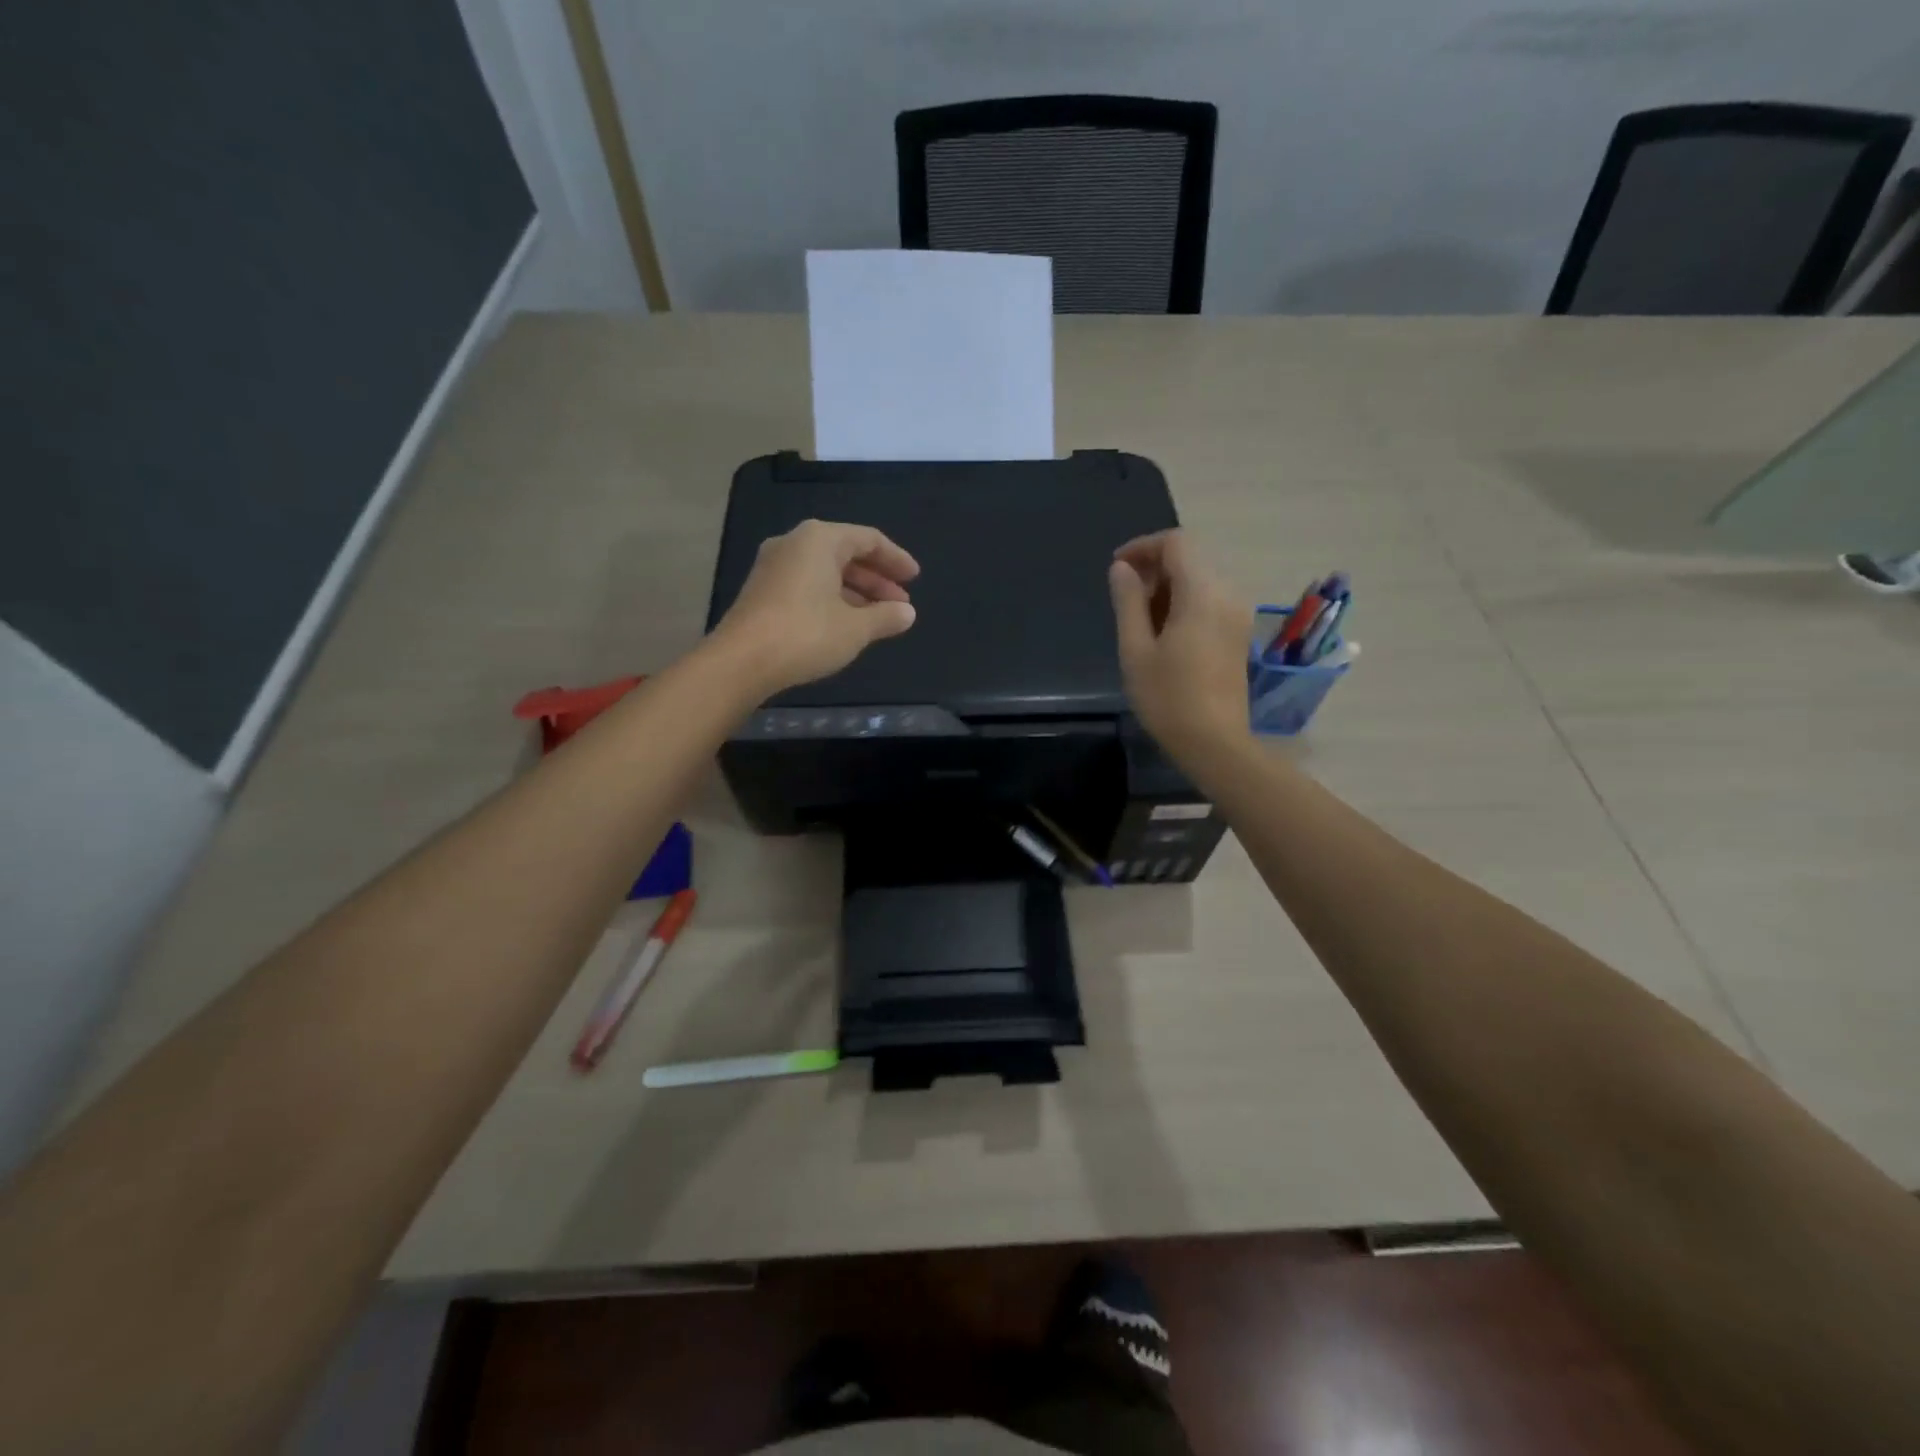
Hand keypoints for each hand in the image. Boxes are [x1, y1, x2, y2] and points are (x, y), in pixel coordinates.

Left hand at [713, 519, 919, 694]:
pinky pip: (808, 584)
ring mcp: (774, 566)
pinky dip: (832, 598)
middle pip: (846, 553)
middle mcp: (795, 543)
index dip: (896, 559)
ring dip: (856, 592)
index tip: (915, 579)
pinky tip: (846, 623)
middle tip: (900, 604)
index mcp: (820, 539)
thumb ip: (886, 617)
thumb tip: (908, 614)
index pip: (869, 539)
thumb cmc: (806, 634)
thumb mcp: (855, 628)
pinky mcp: (763, 590)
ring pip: (826, 571)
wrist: (741, 661)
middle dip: (877, 579)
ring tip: (879, 618)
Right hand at [1108, 530, 1249, 758]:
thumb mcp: (1135, 650)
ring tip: (1139, 619)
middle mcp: (1227, 594)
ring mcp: (1238, 613)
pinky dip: (1183, 602)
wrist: (1214, 742)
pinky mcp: (1238, 632)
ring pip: (1200, 579)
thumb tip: (1121, 568)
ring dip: (1167, 586)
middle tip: (1124, 599)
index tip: (1117, 569)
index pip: (1176, 542)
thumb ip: (1128, 602)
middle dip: (1154, 567)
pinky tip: (1163, 632)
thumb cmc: (1168, 698)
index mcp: (1202, 593)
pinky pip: (1209, 599)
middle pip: (1190, 558)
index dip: (1143, 546)